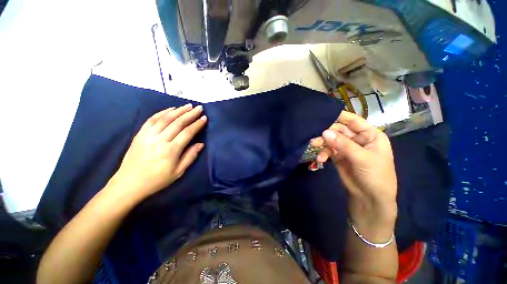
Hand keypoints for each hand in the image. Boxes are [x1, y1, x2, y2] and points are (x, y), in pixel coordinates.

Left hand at [108, 104, 206, 201]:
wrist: (129, 184)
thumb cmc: (157, 180)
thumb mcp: (178, 172)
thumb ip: (190, 156)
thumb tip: (200, 144)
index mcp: (170, 151)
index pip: (187, 133)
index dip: (197, 124)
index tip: (204, 118)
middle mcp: (159, 140)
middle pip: (178, 123)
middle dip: (190, 114)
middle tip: (199, 108)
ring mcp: (148, 136)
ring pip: (165, 118)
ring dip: (178, 110)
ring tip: (188, 106)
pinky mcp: (140, 134)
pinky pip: (152, 120)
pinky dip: (162, 112)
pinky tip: (170, 109)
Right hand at [312, 111, 396, 223]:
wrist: (370, 198)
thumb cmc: (376, 175)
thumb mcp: (362, 158)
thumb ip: (343, 144)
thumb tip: (324, 132)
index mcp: (370, 135)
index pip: (354, 121)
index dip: (340, 116)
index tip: (324, 114)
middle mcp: (357, 139)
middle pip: (339, 130)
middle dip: (327, 133)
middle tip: (315, 136)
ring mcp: (346, 148)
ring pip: (331, 140)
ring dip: (322, 143)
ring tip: (314, 146)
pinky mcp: (338, 156)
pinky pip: (328, 150)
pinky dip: (323, 153)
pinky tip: (320, 159)